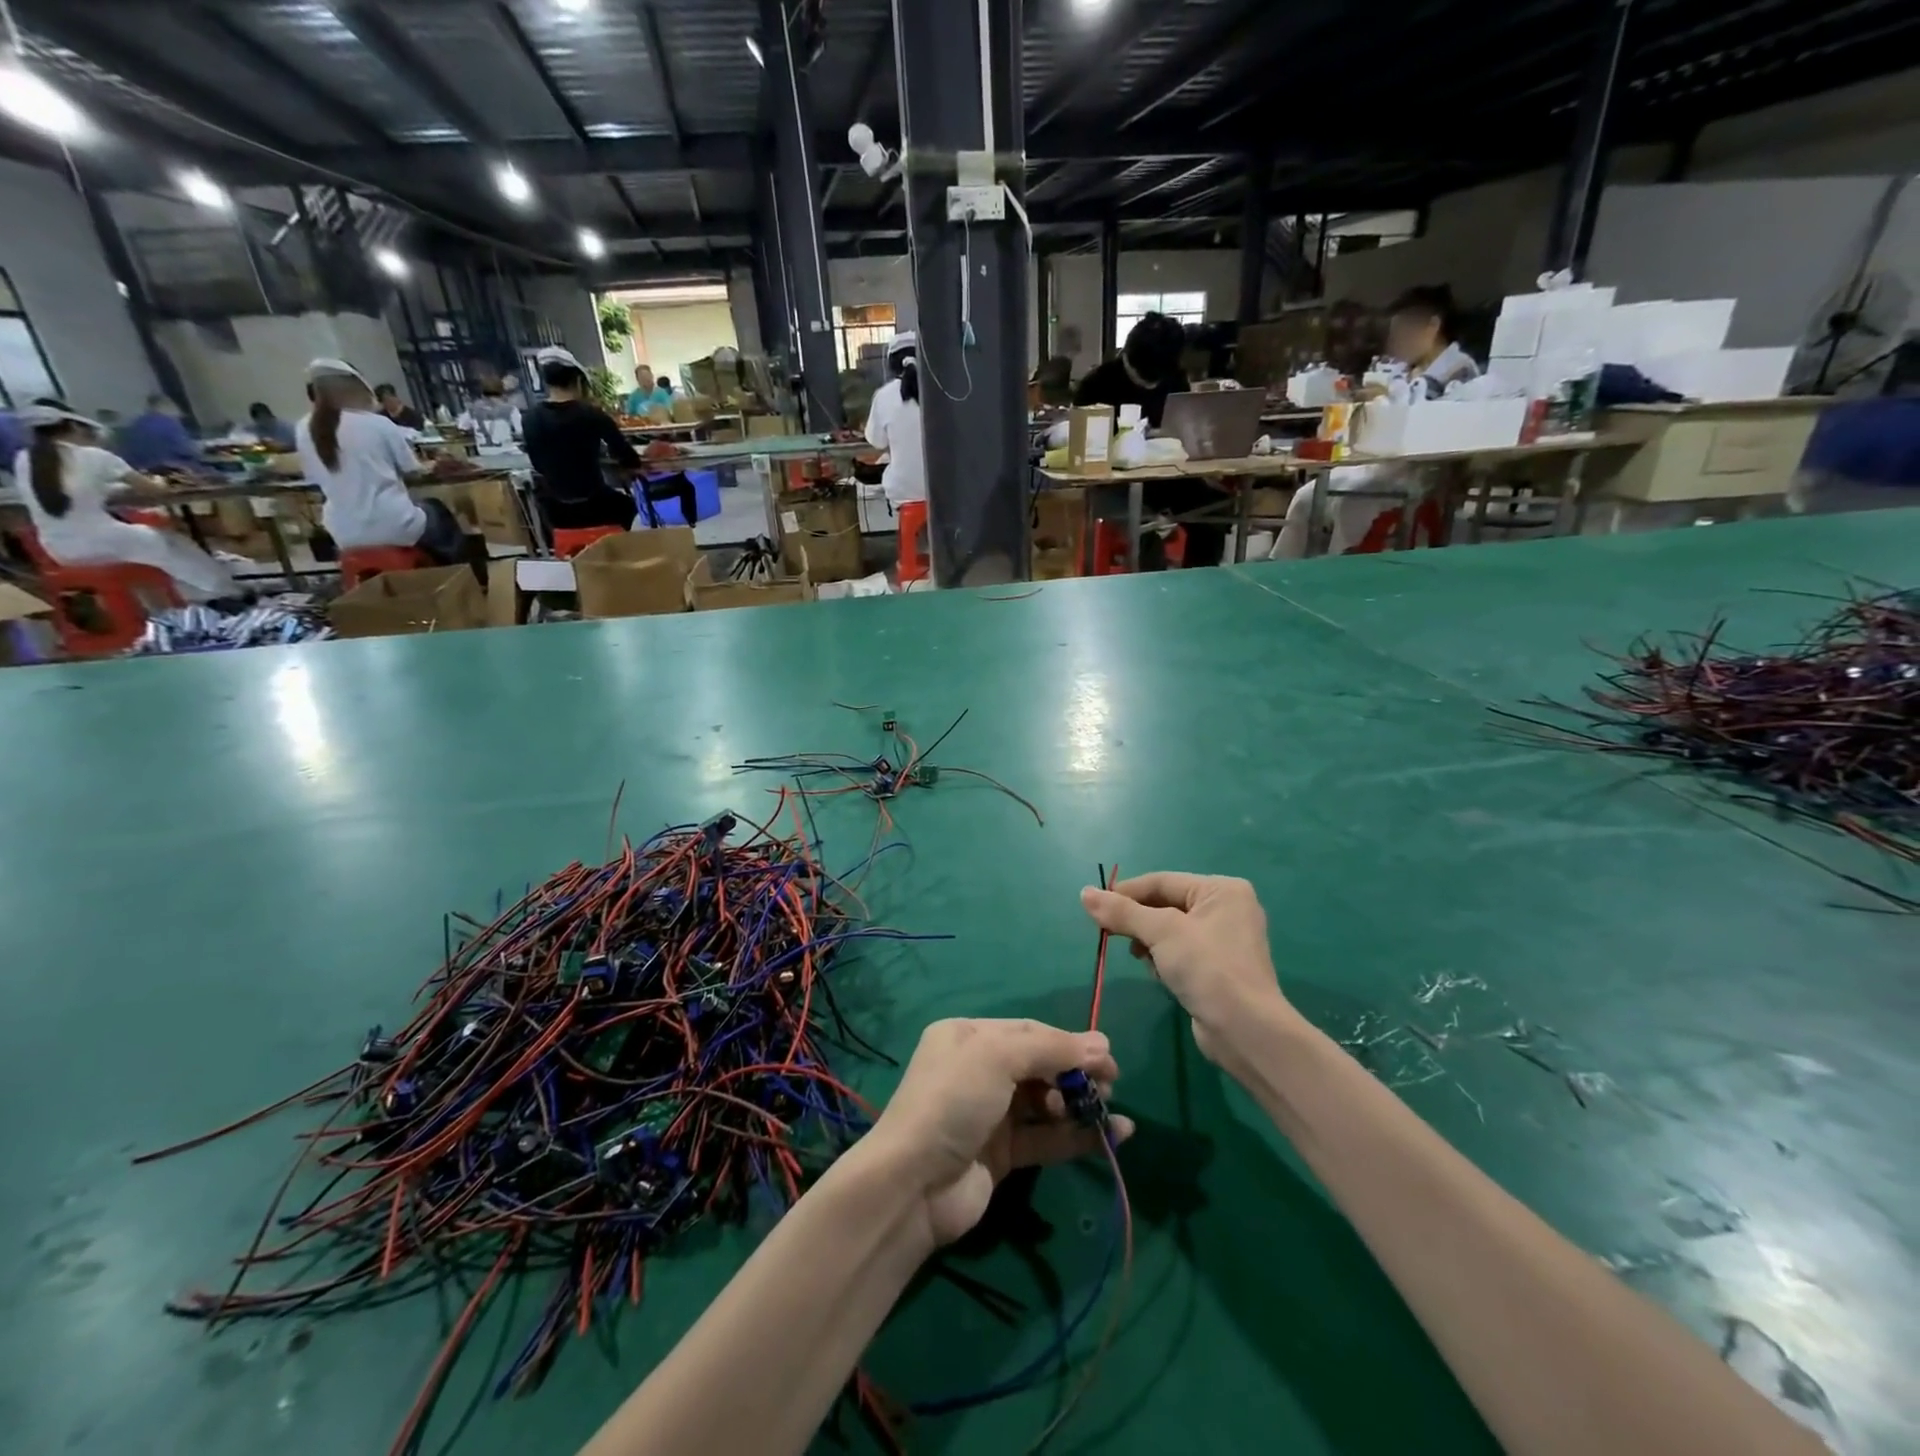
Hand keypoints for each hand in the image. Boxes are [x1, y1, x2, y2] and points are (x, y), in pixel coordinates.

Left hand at [864, 1019, 1130, 1247]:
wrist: (913, 1184)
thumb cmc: (953, 1101)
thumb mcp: (997, 1057)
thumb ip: (1051, 1049)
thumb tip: (1103, 1046)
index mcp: (969, 1036)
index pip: (1028, 1031)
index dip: (1068, 1042)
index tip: (1108, 1056)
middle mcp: (979, 1070)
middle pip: (1039, 1065)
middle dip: (1076, 1073)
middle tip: (1111, 1085)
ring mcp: (990, 1114)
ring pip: (1046, 1102)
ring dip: (1080, 1104)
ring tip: (1110, 1110)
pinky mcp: (1002, 1154)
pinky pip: (1047, 1137)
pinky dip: (1077, 1136)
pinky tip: (1113, 1136)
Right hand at [1081, 873, 1298, 1071]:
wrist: (1245, 1031)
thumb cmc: (1207, 968)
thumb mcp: (1161, 932)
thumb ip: (1122, 912)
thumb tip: (1085, 893)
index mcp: (1221, 890)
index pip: (1162, 881)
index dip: (1126, 893)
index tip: (1094, 907)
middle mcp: (1227, 908)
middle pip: (1166, 904)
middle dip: (1138, 921)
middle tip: (1109, 934)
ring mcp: (1224, 940)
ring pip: (1169, 930)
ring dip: (1149, 942)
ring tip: (1141, 958)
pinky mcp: (1218, 968)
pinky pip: (1180, 951)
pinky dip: (1164, 959)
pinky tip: (1159, 974)